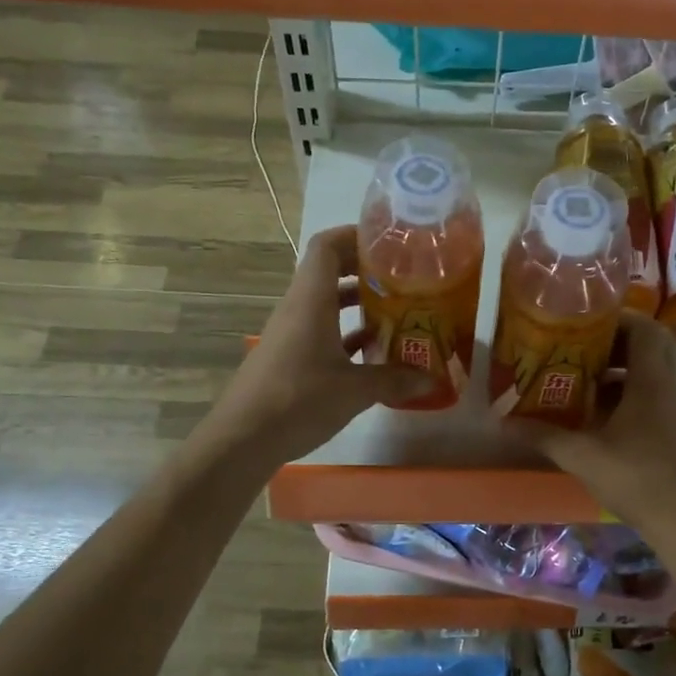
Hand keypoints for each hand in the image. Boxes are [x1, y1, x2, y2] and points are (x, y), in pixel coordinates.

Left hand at [206, 226, 431, 467]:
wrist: (242, 439)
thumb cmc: (298, 400)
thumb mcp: (355, 390)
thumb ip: (395, 379)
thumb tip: (433, 378)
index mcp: (311, 300)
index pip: (327, 246)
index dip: (355, 236)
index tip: (390, 244)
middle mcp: (298, 308)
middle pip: (328, 271)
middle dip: (364, 269)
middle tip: (402, 277)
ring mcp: (291, 333)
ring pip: (326, 303)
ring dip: (357, 302)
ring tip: (395, 311)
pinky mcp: (289, 357)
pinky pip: (321, 331)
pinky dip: (346, 333)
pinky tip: (373, 351)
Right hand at [512, 311, 675, 536]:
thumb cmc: (636, 479)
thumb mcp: (582, 456)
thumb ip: (544, 435)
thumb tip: (504, 422)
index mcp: (652, 381)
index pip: (645, 328)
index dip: (617, 318)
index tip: (585, 323)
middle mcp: (669, 387)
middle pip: (650, 345)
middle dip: (615, 342)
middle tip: (580, 348)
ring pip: (651, 372)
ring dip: (619, 370)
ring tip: (581, 378)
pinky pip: (653, 394)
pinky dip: (627, 394)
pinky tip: (597, 414)